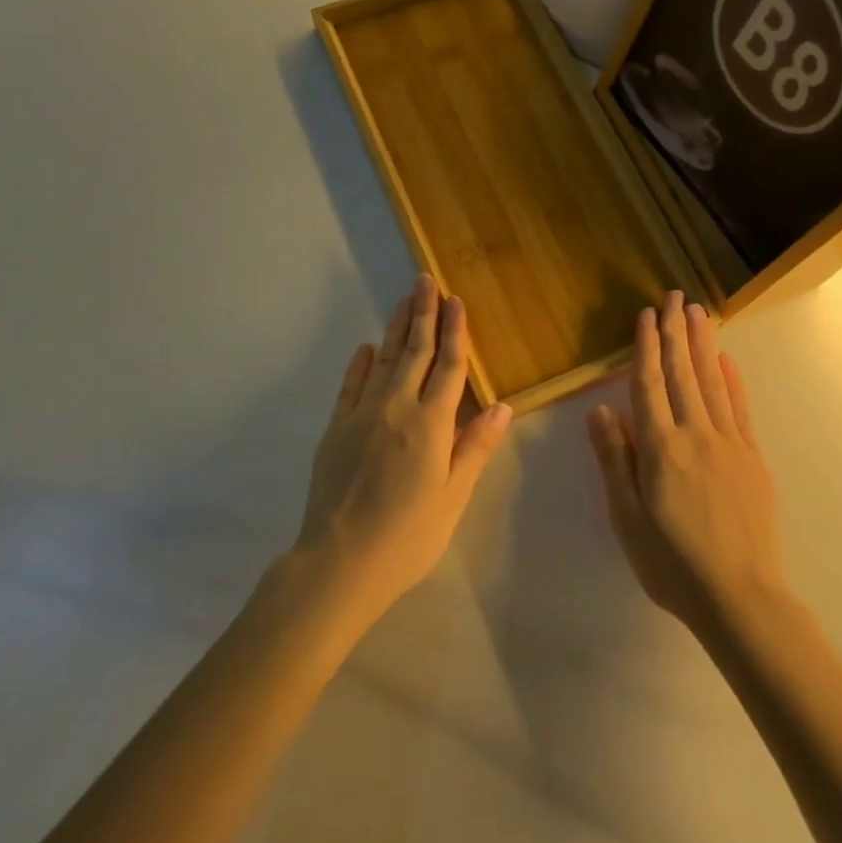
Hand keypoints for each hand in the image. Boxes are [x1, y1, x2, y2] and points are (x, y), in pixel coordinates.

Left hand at [292, 275, 512, 625]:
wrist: (339, 562)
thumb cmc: (407, 536)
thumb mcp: (452, 497)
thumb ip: (475, 447)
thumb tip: (505, 407)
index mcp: (430, 424)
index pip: (449, 367)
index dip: (456, 332)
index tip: (456, 301)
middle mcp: (396, 407)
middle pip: (415, 352)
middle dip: (423, 314)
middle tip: (425, 280)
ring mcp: (362, 415)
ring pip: (383, 360)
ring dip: (395, 328)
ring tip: (404, 301)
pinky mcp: (336, 428)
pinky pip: (351, 385)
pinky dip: (360, 364)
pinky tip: (365, 348)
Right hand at [587, 290, 787, 633]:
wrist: (740, 598)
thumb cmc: (672, 563)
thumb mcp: (627, 518)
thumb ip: (615, 459)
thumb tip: (599, 409)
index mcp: (660, 448)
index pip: (648, 385)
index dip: (646, 347)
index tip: (646, 314)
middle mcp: (695, 435)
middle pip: (682, 374)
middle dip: (675, 332)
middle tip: (674, 296)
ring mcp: (729, 444)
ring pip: (712, 382)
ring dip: (703, 345)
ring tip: (698, 313)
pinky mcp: (752, 459)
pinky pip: (740, 409)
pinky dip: (733, 381)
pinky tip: (728, 360)